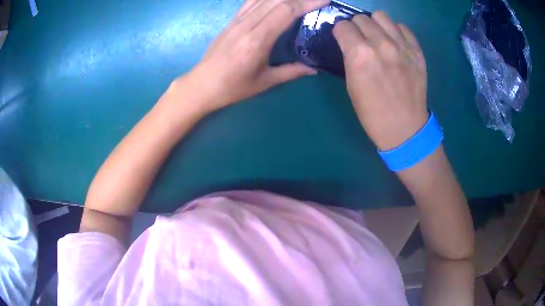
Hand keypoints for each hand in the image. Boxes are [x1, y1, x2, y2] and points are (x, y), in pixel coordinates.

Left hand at [185, 0, 329, 112]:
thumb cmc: (233, 87)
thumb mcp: (264, 82)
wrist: (202, 85)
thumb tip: (314, 69)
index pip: (286, 11)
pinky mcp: (232, 21)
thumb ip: (291, 72)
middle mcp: (247, 25)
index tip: (324, 0)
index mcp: (257, 40)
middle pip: (277, 1)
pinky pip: (251, 2)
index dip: (307, 2)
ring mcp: (237, 21)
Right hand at [333, 12, 427, 150]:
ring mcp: (402, 46)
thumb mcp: (351, 85)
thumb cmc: (373, 113)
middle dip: (356, 27)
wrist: (405, 128)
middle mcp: (381, 44)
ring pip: (382, 16)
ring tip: (377, 37)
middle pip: (361, 18)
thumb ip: (350, 58)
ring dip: (375, 24)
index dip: (341, 33)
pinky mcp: (417, 51)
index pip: (343, 26)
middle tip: (360, 40)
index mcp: (360, 55)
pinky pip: (402, 27)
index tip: (343, 40)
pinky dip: (395, 31)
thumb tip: (350, 43)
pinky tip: (394, 43)